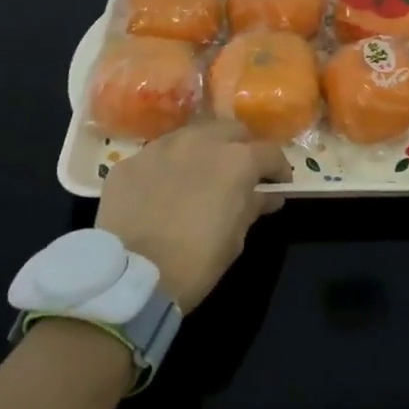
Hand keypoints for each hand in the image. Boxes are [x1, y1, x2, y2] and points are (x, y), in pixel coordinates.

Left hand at [96, 122, 290, 310]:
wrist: (130, 278)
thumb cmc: (195, 262)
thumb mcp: (235, 239)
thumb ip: (253, 207)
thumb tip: (267, 196)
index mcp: (235, 161)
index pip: (270, 152)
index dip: (279, 169)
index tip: (279, 184)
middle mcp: (199, 142)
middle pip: (231, 129)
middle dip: (241, 147)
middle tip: (240, 172)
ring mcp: (160, 148)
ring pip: (191, 135)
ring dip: (203, 150)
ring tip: (200, 175)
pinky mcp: (129, 162)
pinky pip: (156, 156)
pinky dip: (167, 168)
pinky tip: (162, 191)